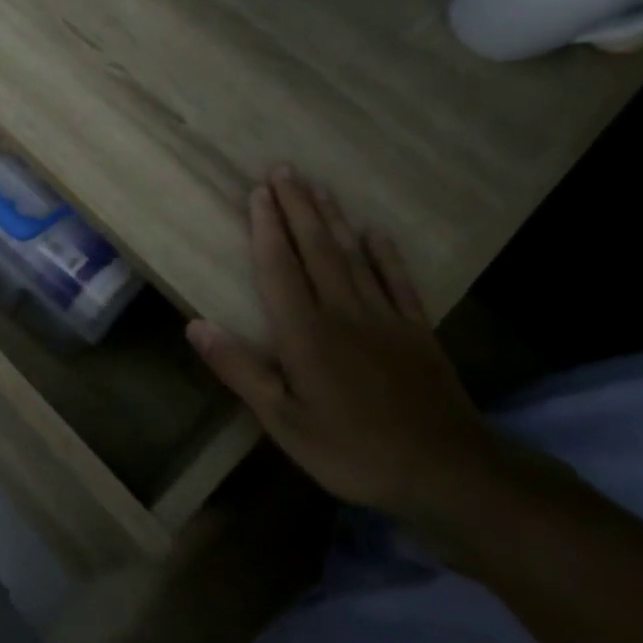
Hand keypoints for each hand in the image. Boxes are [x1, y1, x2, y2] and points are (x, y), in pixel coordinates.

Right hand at [186, 167, 508, 527]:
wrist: (447, 472)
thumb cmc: (352, 450)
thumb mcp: (282, 422)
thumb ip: (240, 370)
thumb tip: (195, 326)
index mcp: (306, 334)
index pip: (280, 269)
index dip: (266, 229)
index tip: (258, 193)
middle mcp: (343, 313)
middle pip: (316, 250)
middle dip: (297, 208)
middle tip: (284, 170)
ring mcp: (385, 319)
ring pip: (354, 256)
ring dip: (332, 219)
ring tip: (318, 187)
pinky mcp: (417, 332)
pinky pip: (398, 282)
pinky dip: (386, 254)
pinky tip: (375, 232)